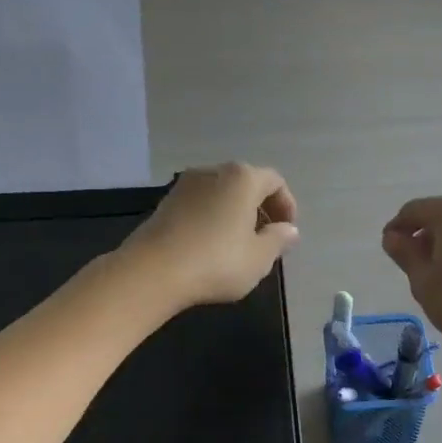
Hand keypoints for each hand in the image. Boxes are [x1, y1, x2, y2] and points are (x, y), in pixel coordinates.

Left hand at [121, 163, 300, 309]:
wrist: (152, 271)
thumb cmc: (216, 262)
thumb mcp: (258, 258)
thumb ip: (278, 240)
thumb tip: (289, 230)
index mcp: (242, 178)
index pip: (274, 181)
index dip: (286, 205)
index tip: (287, 232)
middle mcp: (214, 171)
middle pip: (246, 183)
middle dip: (261, 208)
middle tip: (266, 238)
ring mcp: (185, 184)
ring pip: (222, 193)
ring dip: (235, 213)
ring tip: (239, 244)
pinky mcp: (166, 202)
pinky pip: (201, 203)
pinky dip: (213, 217)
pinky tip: (211, 245)